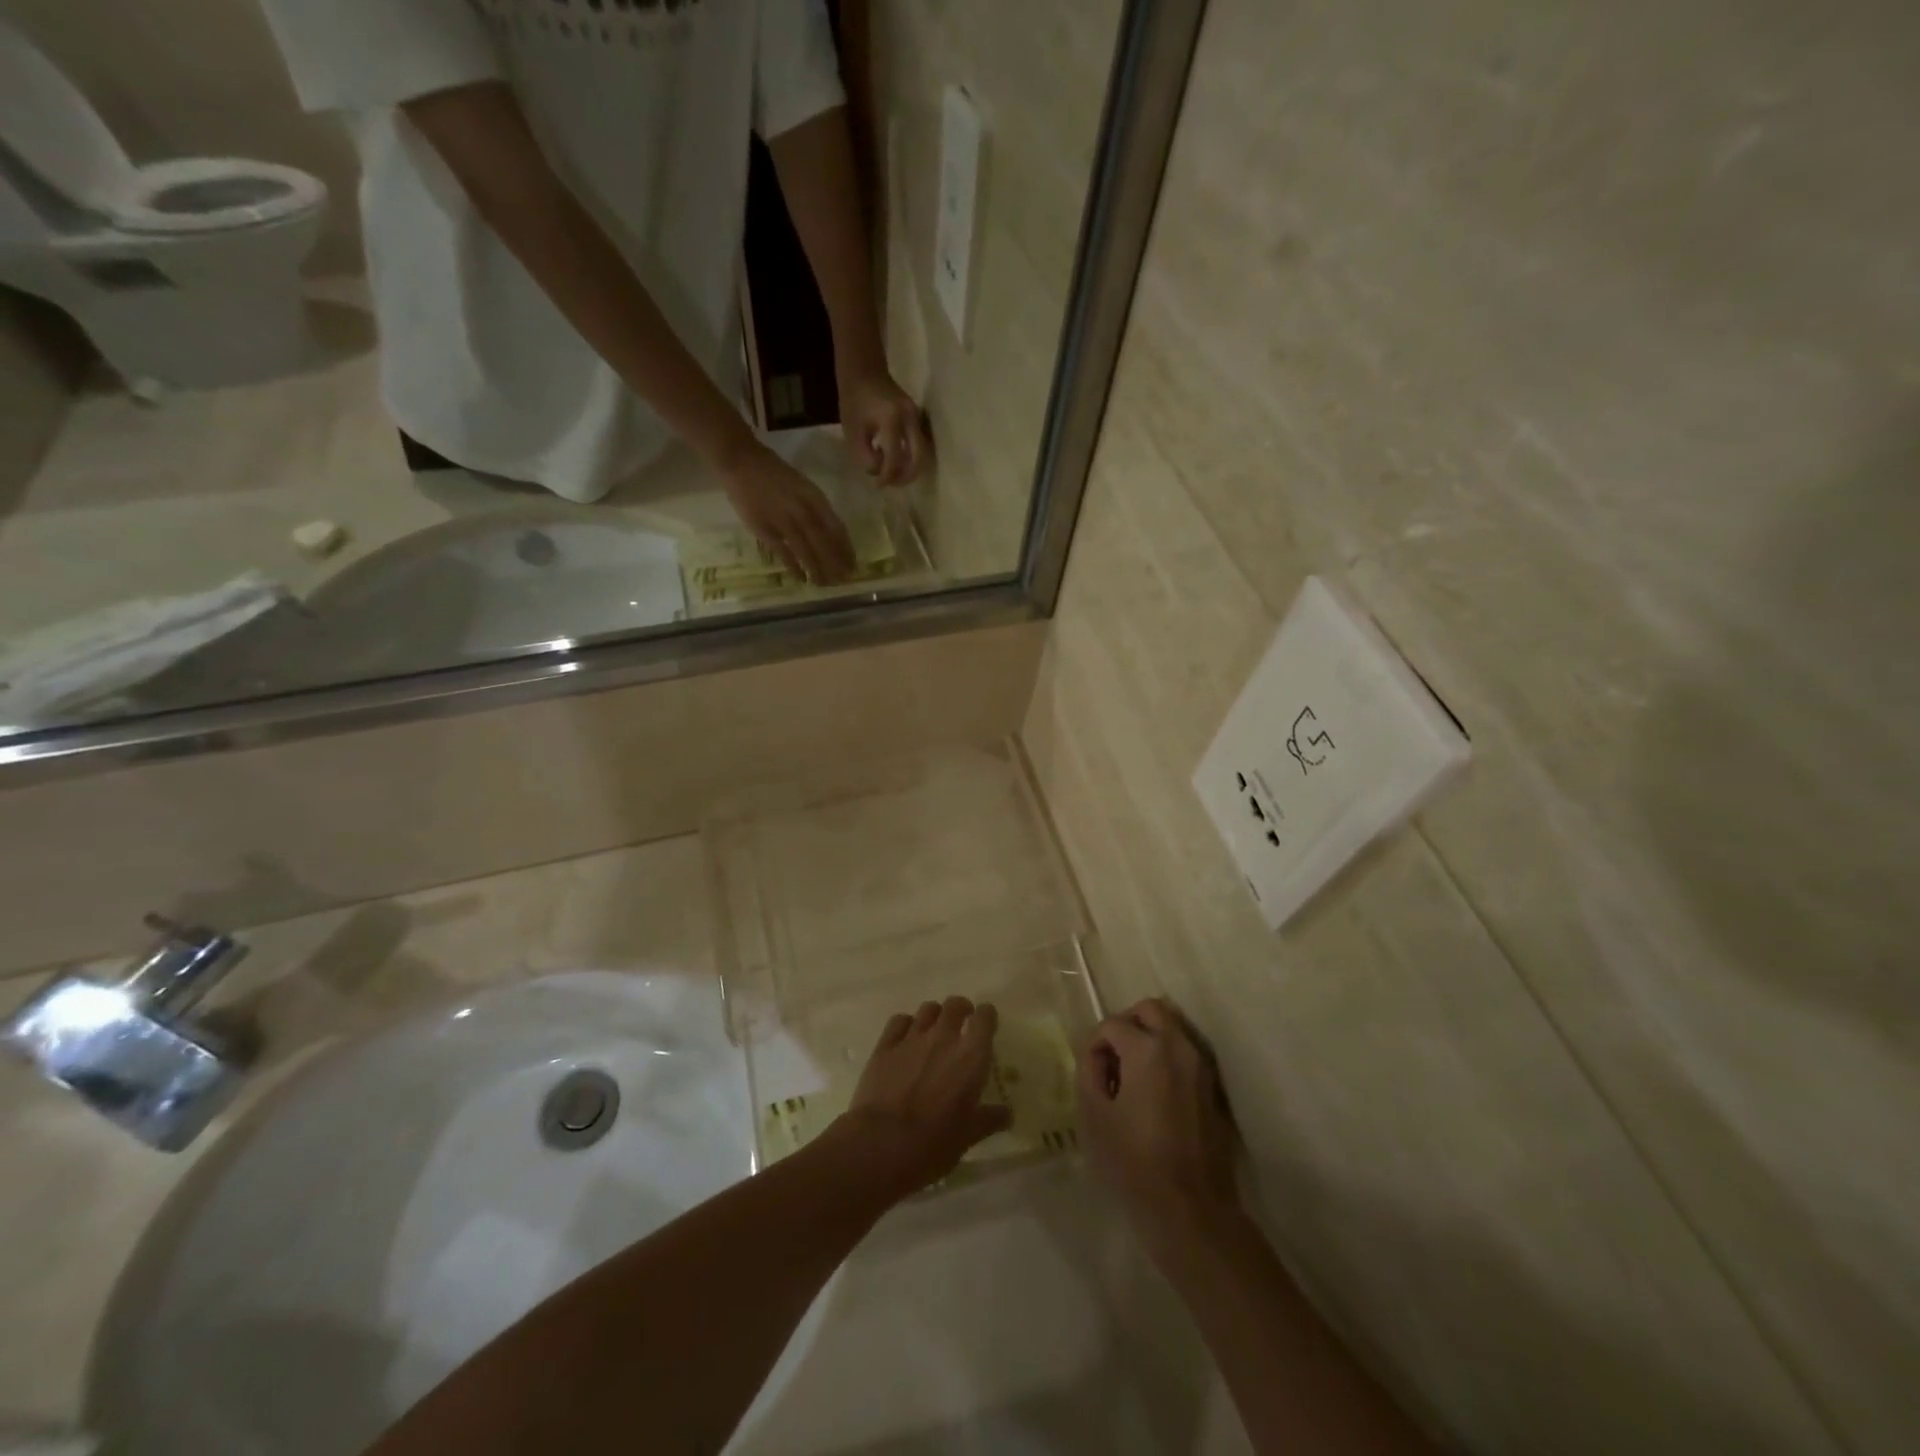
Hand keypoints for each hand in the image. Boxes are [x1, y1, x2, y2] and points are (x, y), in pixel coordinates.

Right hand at [719, 445, 855, 584]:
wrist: (741, 461)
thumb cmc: (775, 474)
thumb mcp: (803, 486)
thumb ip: (817, 508)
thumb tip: (832, 535)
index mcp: (814, 498)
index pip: (836, 528)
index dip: (845, 549)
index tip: (852, 565)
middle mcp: (802, 509)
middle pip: (824, 542)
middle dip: (835, 564)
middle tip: (843, 581)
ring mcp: (783, 520)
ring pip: (806, 550)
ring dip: (817, 569)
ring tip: (824, 584)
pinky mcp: (764, 528)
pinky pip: (783, 552)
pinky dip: (793, 567)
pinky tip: (801, 579)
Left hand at [833, 997, 1010, 1202]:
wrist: (881, 1143)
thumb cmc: (933, 1143)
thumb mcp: (968, 1136)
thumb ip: (989, 1119)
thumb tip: (1007, 1114)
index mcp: (971, 1056)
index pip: (985, 1017)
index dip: (987, 1017)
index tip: (987, 1025)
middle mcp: (944, 1037)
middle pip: (955, 1004)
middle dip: (961, 1010)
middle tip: (962, 1025)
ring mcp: (912, 1038)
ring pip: (928, 1009)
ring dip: (935, 1016)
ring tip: (934, 1032)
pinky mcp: (885, 1045)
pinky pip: (899, 1020)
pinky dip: (906, 1025)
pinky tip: (906, 1039)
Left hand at [839, 368, 930, 486]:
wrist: (864, 369)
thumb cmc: (854, 399)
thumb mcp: (853, 431)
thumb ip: (865, 456)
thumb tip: (878, 472)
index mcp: (891, 420)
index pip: (895, 458)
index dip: (887, 476)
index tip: (878, 484)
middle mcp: (909, 419)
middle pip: (918, 458)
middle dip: (906, 476)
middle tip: (892, 484)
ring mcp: (916, 416)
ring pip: (922, 452)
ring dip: (910, 468)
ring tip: (894, 475)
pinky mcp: (917, 416)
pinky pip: (919, 443)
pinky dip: (910, 456)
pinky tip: (897, 461)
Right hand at [1078, 998, 1240, 1258]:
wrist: (1191, 1207)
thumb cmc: (1134, 1160)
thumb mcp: (1094, 1115)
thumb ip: (1089, 1071)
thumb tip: (1098, 1055)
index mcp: (1147, 1049)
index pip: (1112, 1024)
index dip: (1095, 1046)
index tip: (1091, 1075)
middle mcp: (1179, 1046)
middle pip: (1150, 1010)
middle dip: (1126, 1026)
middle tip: (1111, 1060)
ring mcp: (1200, 1066)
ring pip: (1171, 1029)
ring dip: (1148, 1040)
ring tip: (1131, 1077)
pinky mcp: (1211, 1087)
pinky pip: (1184, 1054)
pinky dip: (1165, 1058)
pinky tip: (1152, 1094)